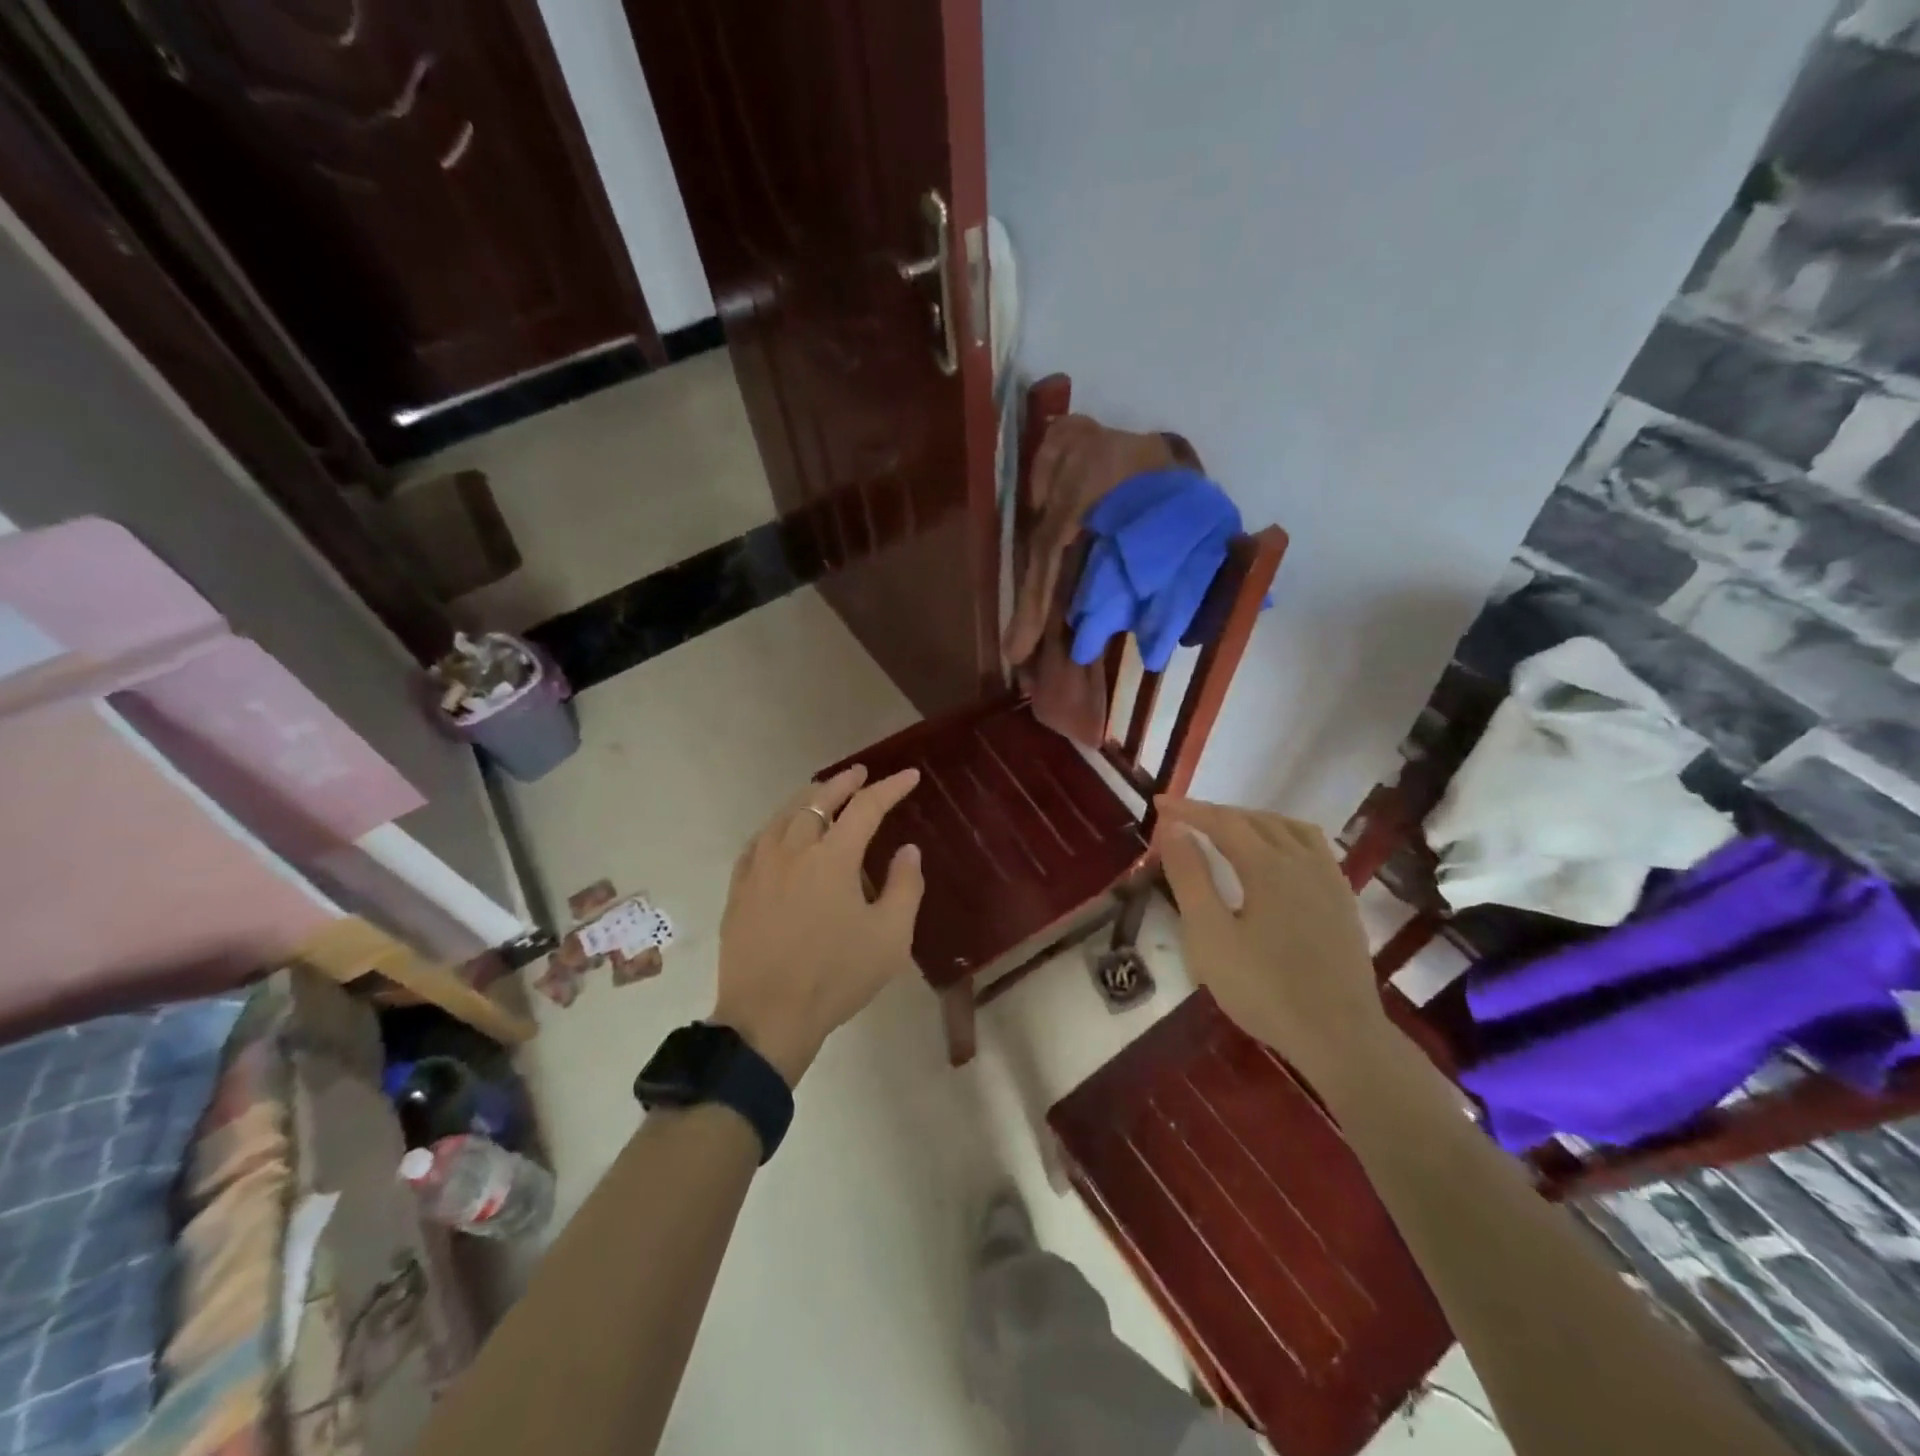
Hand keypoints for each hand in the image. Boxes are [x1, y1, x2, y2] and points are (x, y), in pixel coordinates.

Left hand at [712, 765, 924, 1084]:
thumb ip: (904, 887)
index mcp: (833, 858)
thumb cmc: (836, 977)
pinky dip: (776, 827)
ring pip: (784, 816)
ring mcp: (760, 868)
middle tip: (861, 774)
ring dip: (808, 798)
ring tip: (822, 793)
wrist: (767, 1018)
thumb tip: (907, 849)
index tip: (909, 776)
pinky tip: (779, 833)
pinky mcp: (739, 889)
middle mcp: (793, 851)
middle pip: (819, 801)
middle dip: (844, 783)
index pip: (866, 808)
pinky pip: (758, 843)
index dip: (890, 788)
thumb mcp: (889, 937)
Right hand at [1154, 797, 1388, 1094]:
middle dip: (1217, 813)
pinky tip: (1279, 858)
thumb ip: (1190, 877)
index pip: (1222, 821)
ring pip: (1290, 829)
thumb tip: (1174, 828)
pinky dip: (1285, 837)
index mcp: (1267, 865)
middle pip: (1256, 820)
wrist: (1338, 1037)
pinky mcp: (1343, 902)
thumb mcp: (1209, 935)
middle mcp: (1302, 861)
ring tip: (1229, 829)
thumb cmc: (1263, 988)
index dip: (1188, 809)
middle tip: (1184, 820)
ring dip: (1254, 820)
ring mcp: (1329, 880)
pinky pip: (1313, 848)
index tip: (1159, 803)